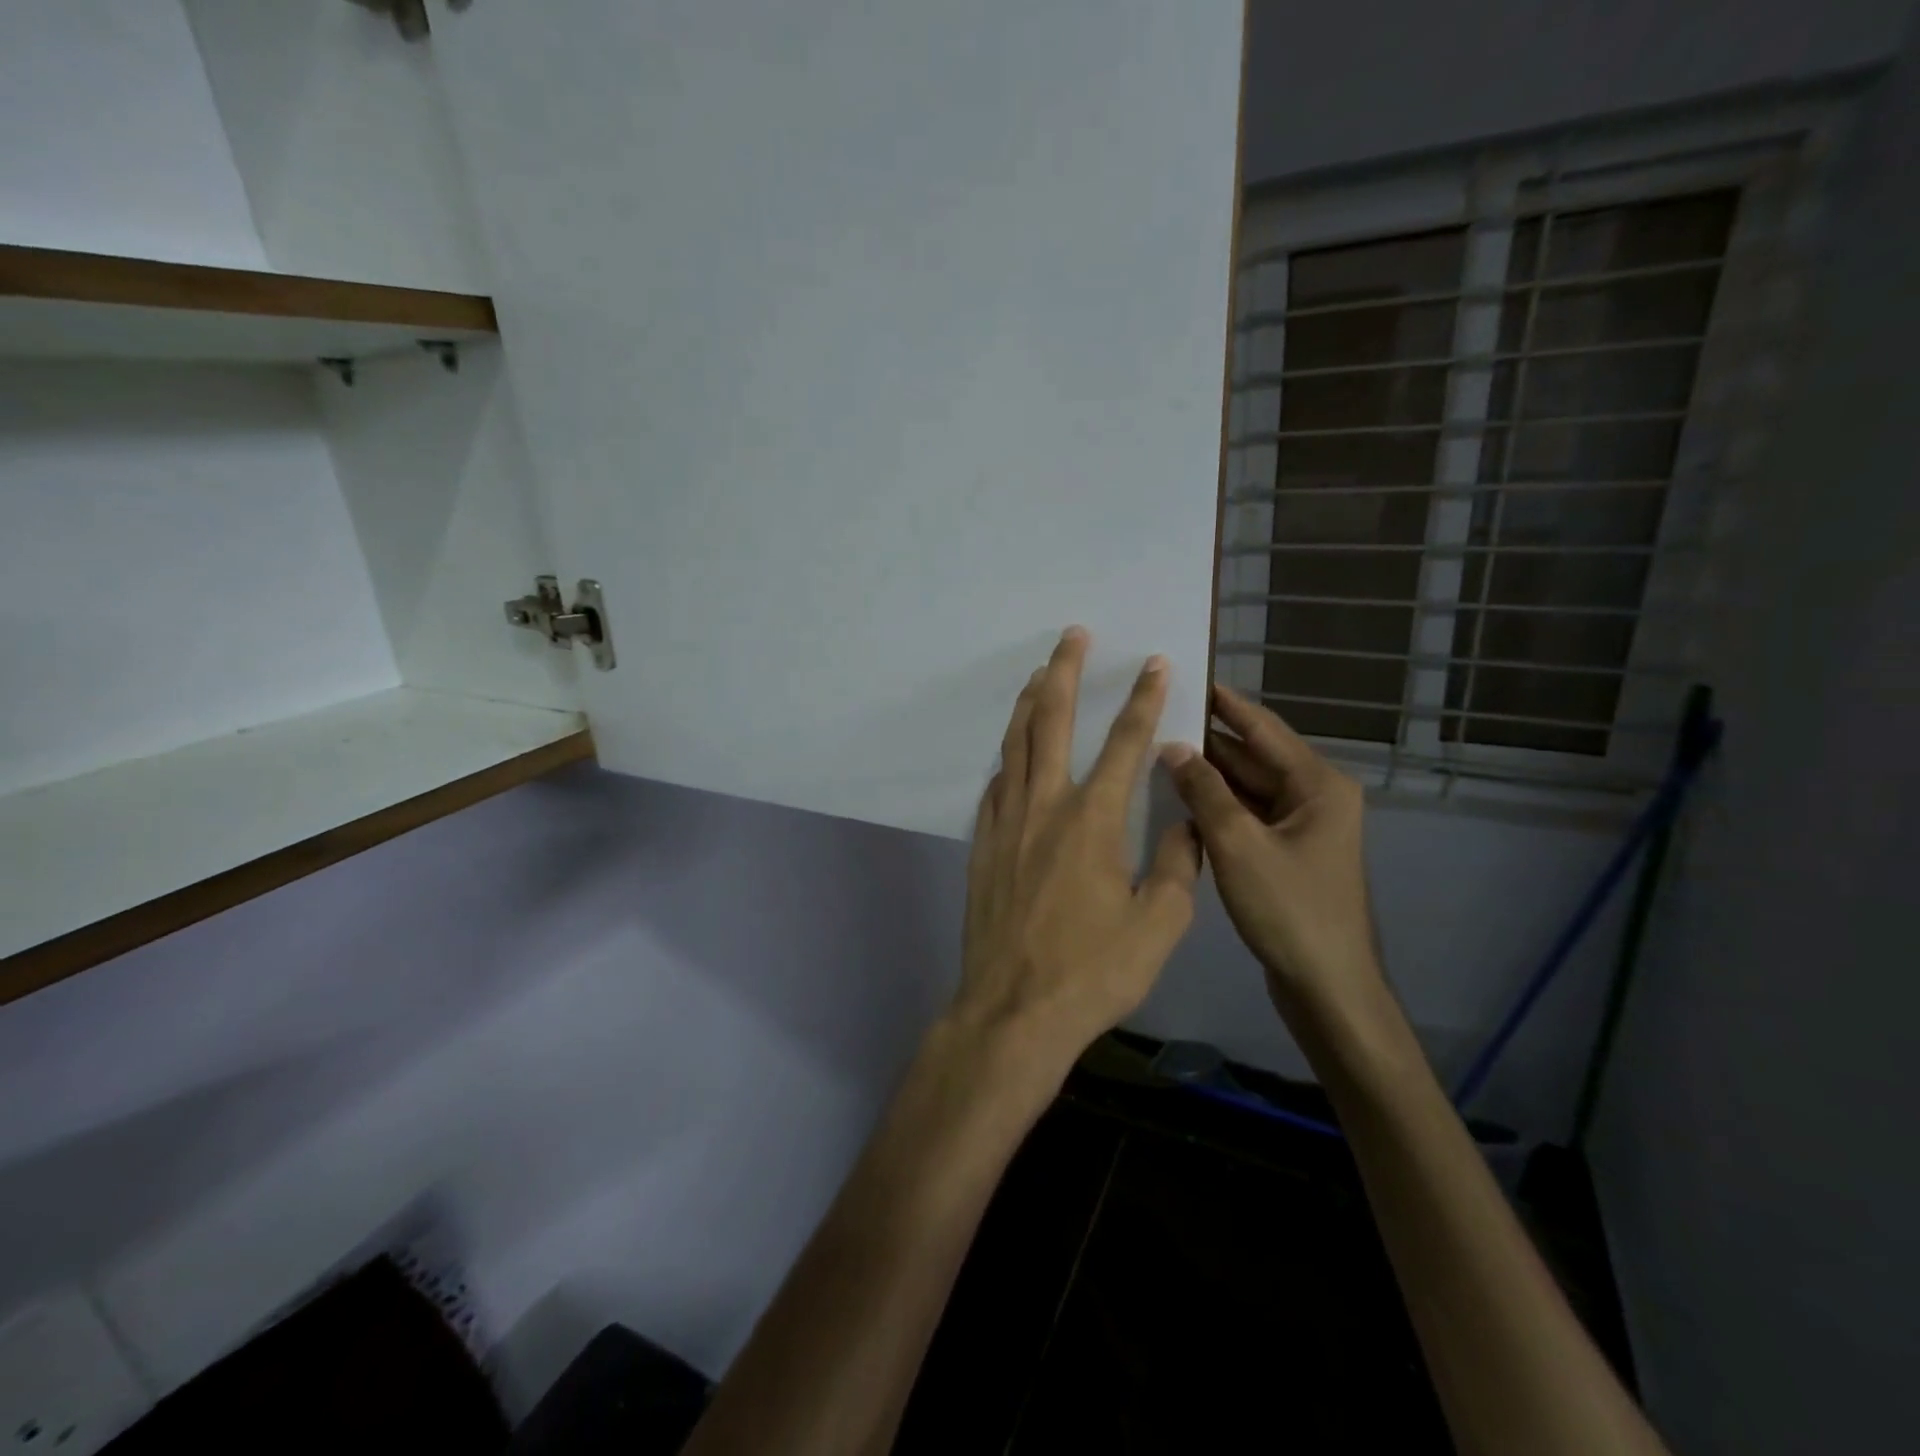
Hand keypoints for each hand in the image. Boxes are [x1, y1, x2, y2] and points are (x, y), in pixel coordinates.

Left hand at [954, 627, 1201, 1074]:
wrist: (1012, 1011)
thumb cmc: (1091, 973)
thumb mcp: (1158, 925)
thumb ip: (1178, 865)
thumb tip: (1188, 822)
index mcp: (1094, 820)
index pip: (1125, 743)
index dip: (1145, 700)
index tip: (1156, 663)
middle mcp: (1045, 806)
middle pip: (1052, 722)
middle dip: (1065, 672)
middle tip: (1072, 636)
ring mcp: (1006, 823)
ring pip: (1015, 745)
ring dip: (1029, 704)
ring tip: (1040, 674)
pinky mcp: (983, 845)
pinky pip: (995, 785)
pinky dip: (1007, 758)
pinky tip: (1011, 754)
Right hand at [1159, 685, 1384, 1023]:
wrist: (1327, 987)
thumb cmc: (1289, 909)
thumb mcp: (1238, 845)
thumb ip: (1204, 791)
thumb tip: (1172, 746)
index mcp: (1318, 784)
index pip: (1263, 728)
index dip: (1225, 703)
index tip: (1189, 676)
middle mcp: (1316, 796)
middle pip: (1255, 757)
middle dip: (1208, 741)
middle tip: (1158, 718)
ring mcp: (1304, 827)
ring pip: (1249, 788)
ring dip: (1210, 776)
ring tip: (1157, 753)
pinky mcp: (1289, 853)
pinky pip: (1249, 816)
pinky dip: (1219, 807)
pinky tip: (1179, 800)